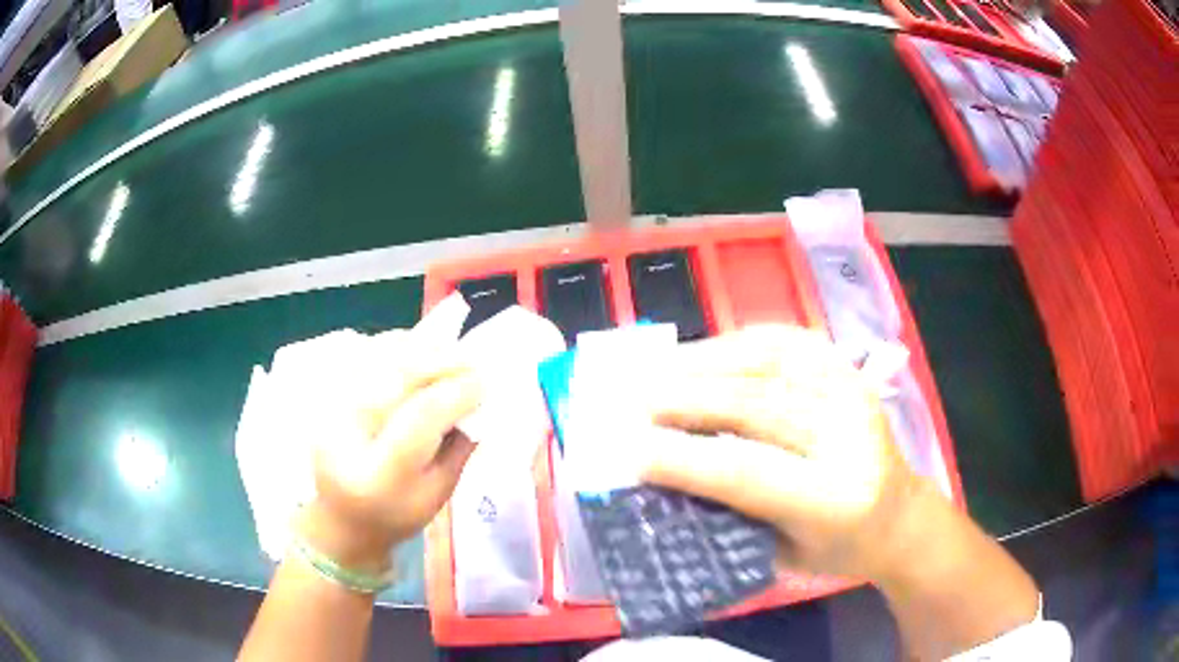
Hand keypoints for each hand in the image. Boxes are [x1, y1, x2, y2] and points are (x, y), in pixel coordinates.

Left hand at [301, 337, 481, 572]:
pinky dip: (397, 346)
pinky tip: (419, 351)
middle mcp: (346, 436)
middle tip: (473, 360)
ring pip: (379, 359)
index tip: (485, 383)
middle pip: (396, 378)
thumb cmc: (395, 515)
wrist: (340, 516)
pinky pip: (365, 355)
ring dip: (420, 348)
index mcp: (379, 476)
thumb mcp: (438, 494)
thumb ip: (459, 447)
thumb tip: (479, 397)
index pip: (419, 418)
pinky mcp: (327, 394)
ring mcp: (330, 409)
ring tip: (451, 352)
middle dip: (441, 361)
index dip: (456, 394)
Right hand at [641, 325, 925, 580]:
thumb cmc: (836, 549)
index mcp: (834, 500)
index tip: (632, 452)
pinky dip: (741, 341)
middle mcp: (849, 437)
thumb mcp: (780, 556)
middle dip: (688, 400)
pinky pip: (789, 342)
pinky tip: (707, 351)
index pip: (748, 472)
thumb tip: (668, 476)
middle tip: (636, 401)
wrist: (898, 517)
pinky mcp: (849, 372)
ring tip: (660, 368)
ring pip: (771, 363)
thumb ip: (730, 517)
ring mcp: (853, 394)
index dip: (686, 460)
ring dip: (706, 362)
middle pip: (757, 406)